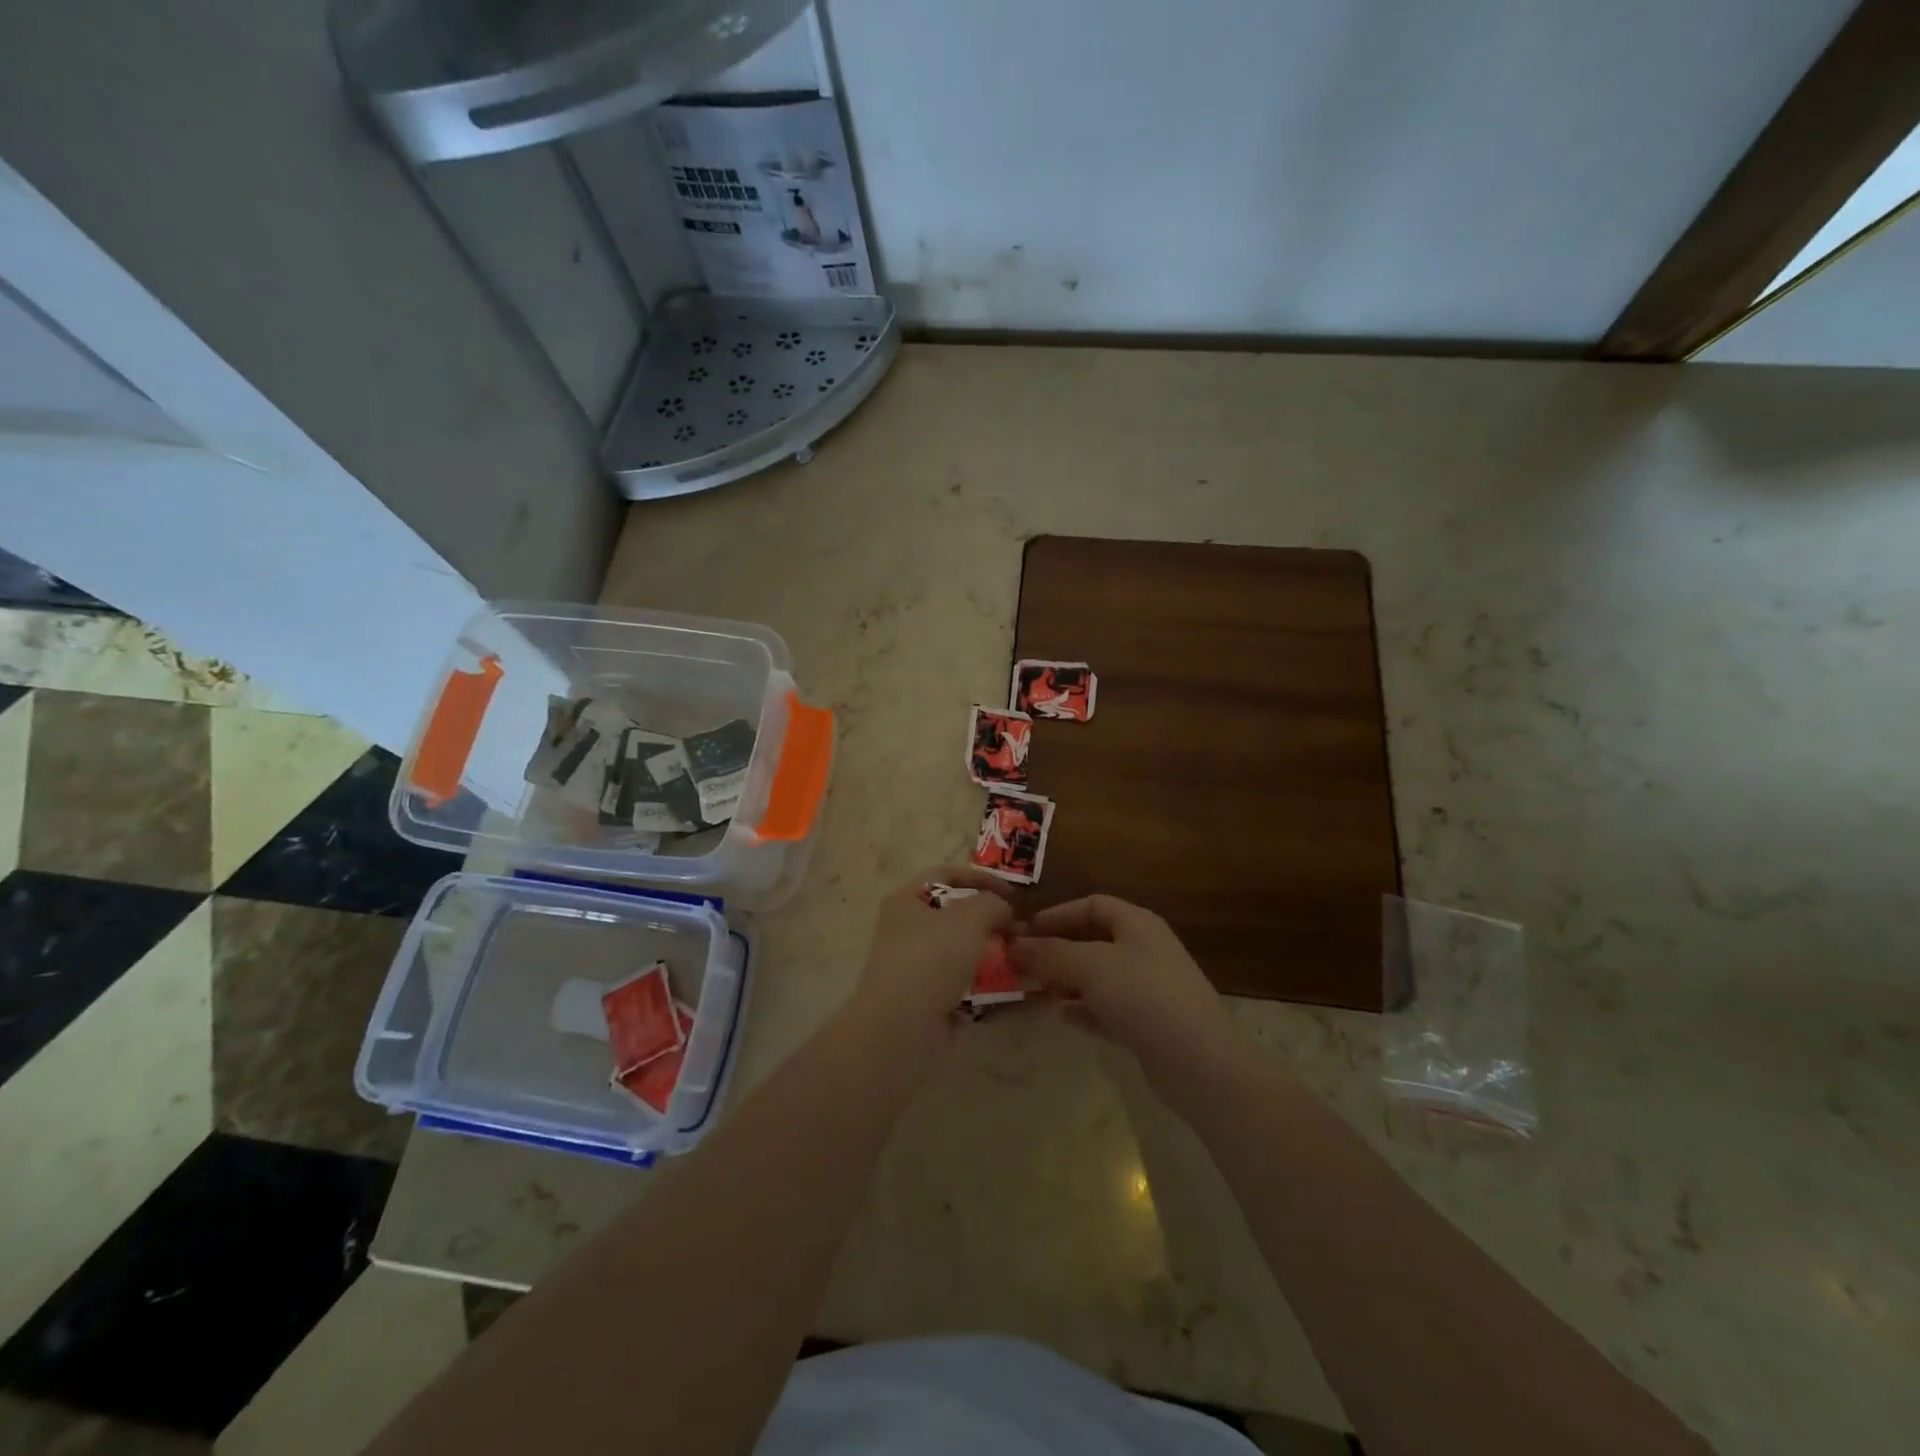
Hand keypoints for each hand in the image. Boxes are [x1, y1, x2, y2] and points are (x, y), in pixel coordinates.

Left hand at [850, 868, 1013, 1049]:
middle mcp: (905, 929)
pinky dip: (984, 985)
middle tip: (1020, 928)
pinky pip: (961, 984)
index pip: (946, 874)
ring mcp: (914, 966)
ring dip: (989, 953)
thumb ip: (993, 903)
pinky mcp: (925, 999)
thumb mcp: (971, 916)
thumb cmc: (932, 957)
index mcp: (906, 899)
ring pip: (959, 951)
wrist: (902, 1026)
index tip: (1014, 893)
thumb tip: (1004, 911)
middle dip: (989, 919)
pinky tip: (1010, 988)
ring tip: (1020, 957)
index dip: (981, 878)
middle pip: (953, 914)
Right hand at [1011, 896, 1250, 1113]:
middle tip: (1024, 965)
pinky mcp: (1151, 1024)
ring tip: (1037, 991)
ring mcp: (1151, 989)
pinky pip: (1109, 1008)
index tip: (1026, 931)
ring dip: (1068, 981)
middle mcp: (1146, 950)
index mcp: (1137, 924)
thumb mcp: (1090, 967)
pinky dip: (1085, 1009)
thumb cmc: (1144, 996)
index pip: (1092, 905)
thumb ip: (1049, 953)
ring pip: (1100, 977)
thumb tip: (1012, 945)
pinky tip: (1063, 1017)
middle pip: (1094, 941)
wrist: (1200, 1062)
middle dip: (1058, 950)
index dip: (1058, 914)